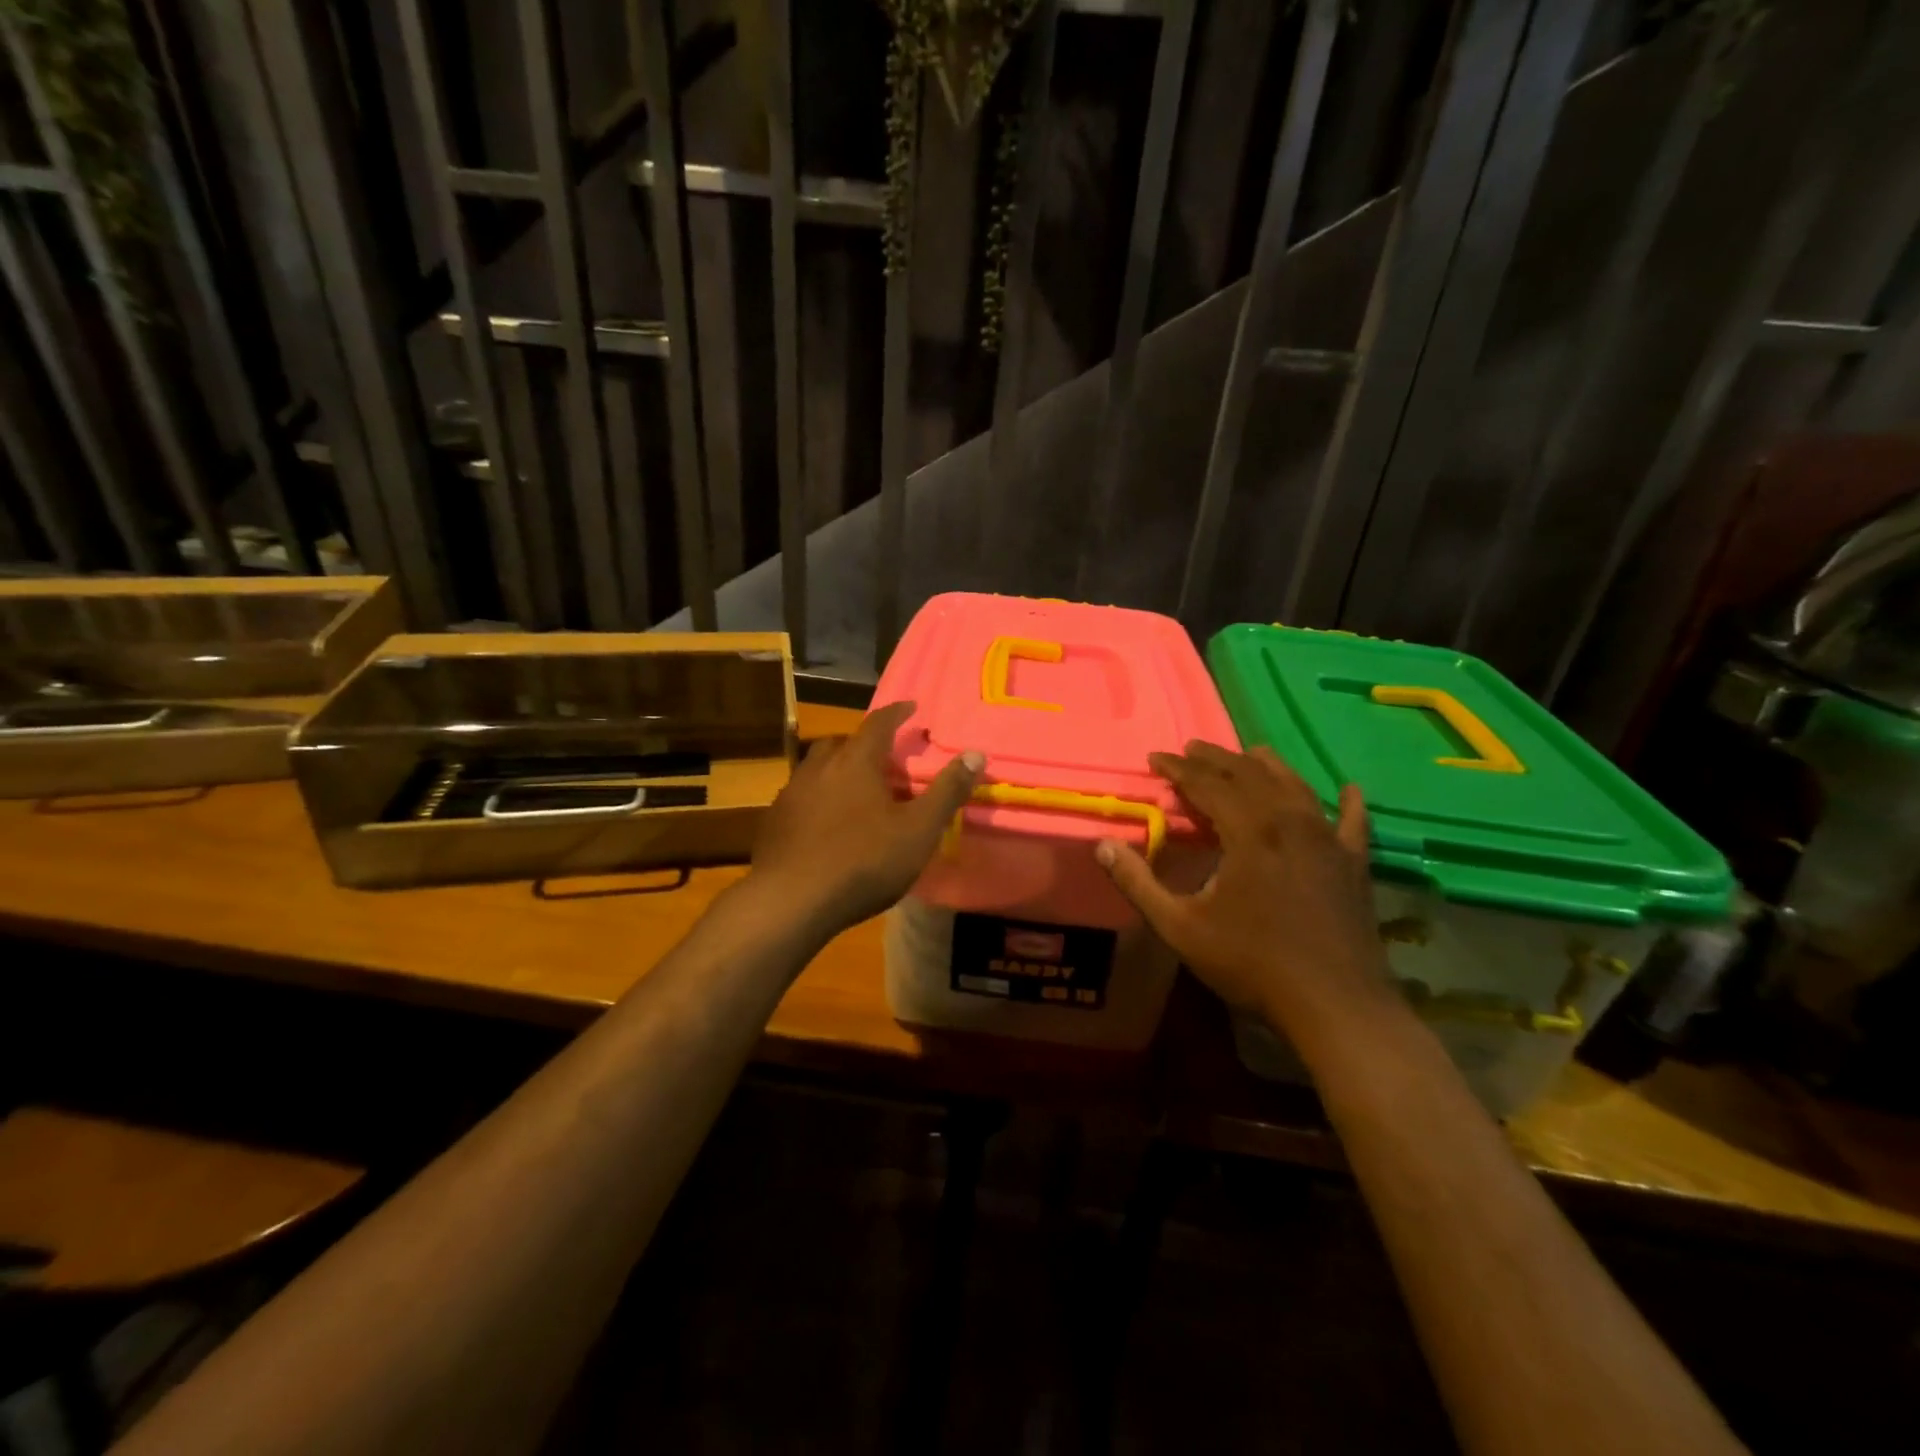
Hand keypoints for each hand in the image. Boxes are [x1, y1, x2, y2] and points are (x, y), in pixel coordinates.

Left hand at [748, 701, 981, 935]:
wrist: (791, 901)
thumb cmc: (864, 861)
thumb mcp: (918, 830)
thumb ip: (947, 791)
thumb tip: (976, 754)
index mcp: (856, 761)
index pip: (879, 723)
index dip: (897, 712)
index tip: (911, 707)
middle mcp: (819, 767)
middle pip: (843, 743)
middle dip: (865, 744)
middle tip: (884, 759)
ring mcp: (792, 793)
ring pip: (818, 769)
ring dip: (838, 771)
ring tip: (857, 791)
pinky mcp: (775, 821)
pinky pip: (802, 796)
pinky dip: (819, 798)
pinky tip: (827, 824)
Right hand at [1095, 742, 1393, 1039]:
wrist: (1336, 1005)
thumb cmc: (1252, 964)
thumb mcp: (1180, 927)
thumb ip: (1138, 883)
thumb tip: (1101, 845)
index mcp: (1248, 832)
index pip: (1207, 784)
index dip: (1178, 768)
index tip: (1155, 758)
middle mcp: (1290, 822)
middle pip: (1250, 775)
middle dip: (1217, 758)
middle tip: (1192, 748)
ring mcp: (1328, 841)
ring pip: (1296, 787)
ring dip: (1268, 766)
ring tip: (1250, 752)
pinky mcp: (1354, 864)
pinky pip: (1353, 823)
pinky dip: (1348, 803)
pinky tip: (1349, 789)